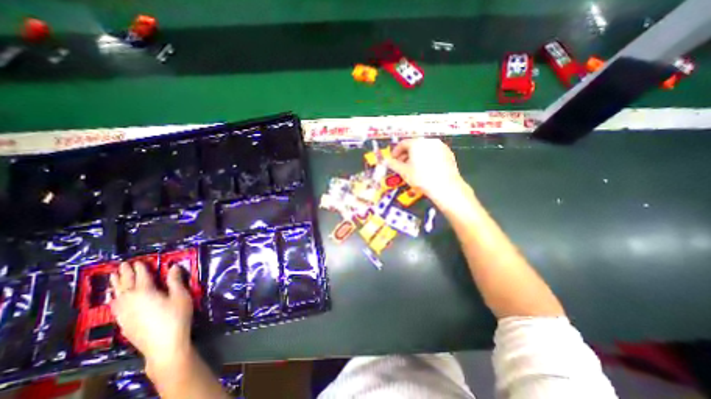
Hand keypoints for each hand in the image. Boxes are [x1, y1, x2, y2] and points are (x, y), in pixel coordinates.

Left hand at [109, 264, 193, 372]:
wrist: (164, 344)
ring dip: (116, 285)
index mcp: (146, 292)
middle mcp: (131, 301)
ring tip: (113, 277)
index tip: (138, 261)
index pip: (142, 277)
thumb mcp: (181, 296)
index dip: (141, 268)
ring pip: (117, 296)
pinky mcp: (123, 323)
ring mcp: (124, 313)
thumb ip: (175, 280)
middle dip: (124, 274)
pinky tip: (114, 298)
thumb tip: (174, 266)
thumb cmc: (176, 316)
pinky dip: (113, 298)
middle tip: (121, 265)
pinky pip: (114, 306)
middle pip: (126, 285)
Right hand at [387, 138, 471, 209]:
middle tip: (401, 164)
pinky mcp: (448, 153)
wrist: (445, 187)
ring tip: (412, 168)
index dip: (395, 151)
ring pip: (424, 149)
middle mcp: (429, 141)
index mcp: (417, 143)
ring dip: (415, 156)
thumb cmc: (421, 178)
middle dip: (405, 155)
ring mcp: (440, 146)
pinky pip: (433, 153)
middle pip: (414, 145)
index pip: (403, 143)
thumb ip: (393, 164)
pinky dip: (426, 158)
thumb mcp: (404, 172)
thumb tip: (386, 161)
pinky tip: (425, 169)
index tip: (392, 159)